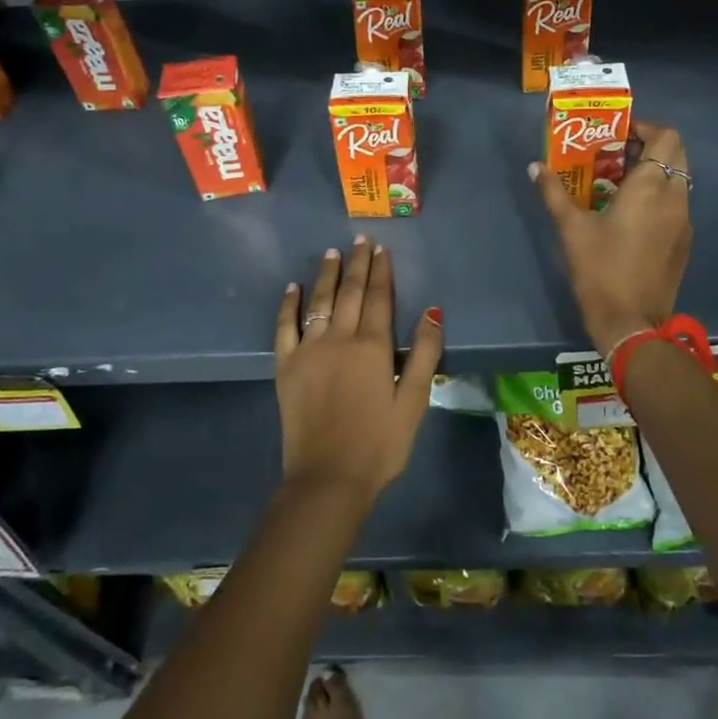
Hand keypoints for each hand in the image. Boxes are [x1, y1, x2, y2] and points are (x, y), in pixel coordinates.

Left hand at [273, 237, 442, 502]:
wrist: (327, 478)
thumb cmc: (379, 444)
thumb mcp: (413, 402)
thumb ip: (423, 354)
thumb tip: (433, 311)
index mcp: (372, 346)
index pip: (378, 298)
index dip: (381, 272)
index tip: (381, 249)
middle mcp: (339, 339)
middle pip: (350, 292)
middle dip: (357, 264)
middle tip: (360, 240)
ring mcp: (308, 350)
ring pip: (319, 302)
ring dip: (327, 275)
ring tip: (332, 253)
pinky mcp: (286, 367)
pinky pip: (285, 327)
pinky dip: (289, 305)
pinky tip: (293, 288)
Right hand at [531, 120, 692, 354]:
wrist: (631, 323)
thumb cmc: (600, 269)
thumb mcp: (570, 228)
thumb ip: (554, 192)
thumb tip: (535, 166)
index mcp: (651, 187)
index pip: (666, 137)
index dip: (645, 127)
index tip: (618, 133)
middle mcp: (675, 198)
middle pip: (676, 155)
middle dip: (649, 147)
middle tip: (616, 154)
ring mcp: (684, 221)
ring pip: (678, 180)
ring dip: (655, 172)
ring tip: (618, 182)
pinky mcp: (684, 242)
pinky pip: (676, 204)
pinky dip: (659, 196)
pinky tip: (630, 214)